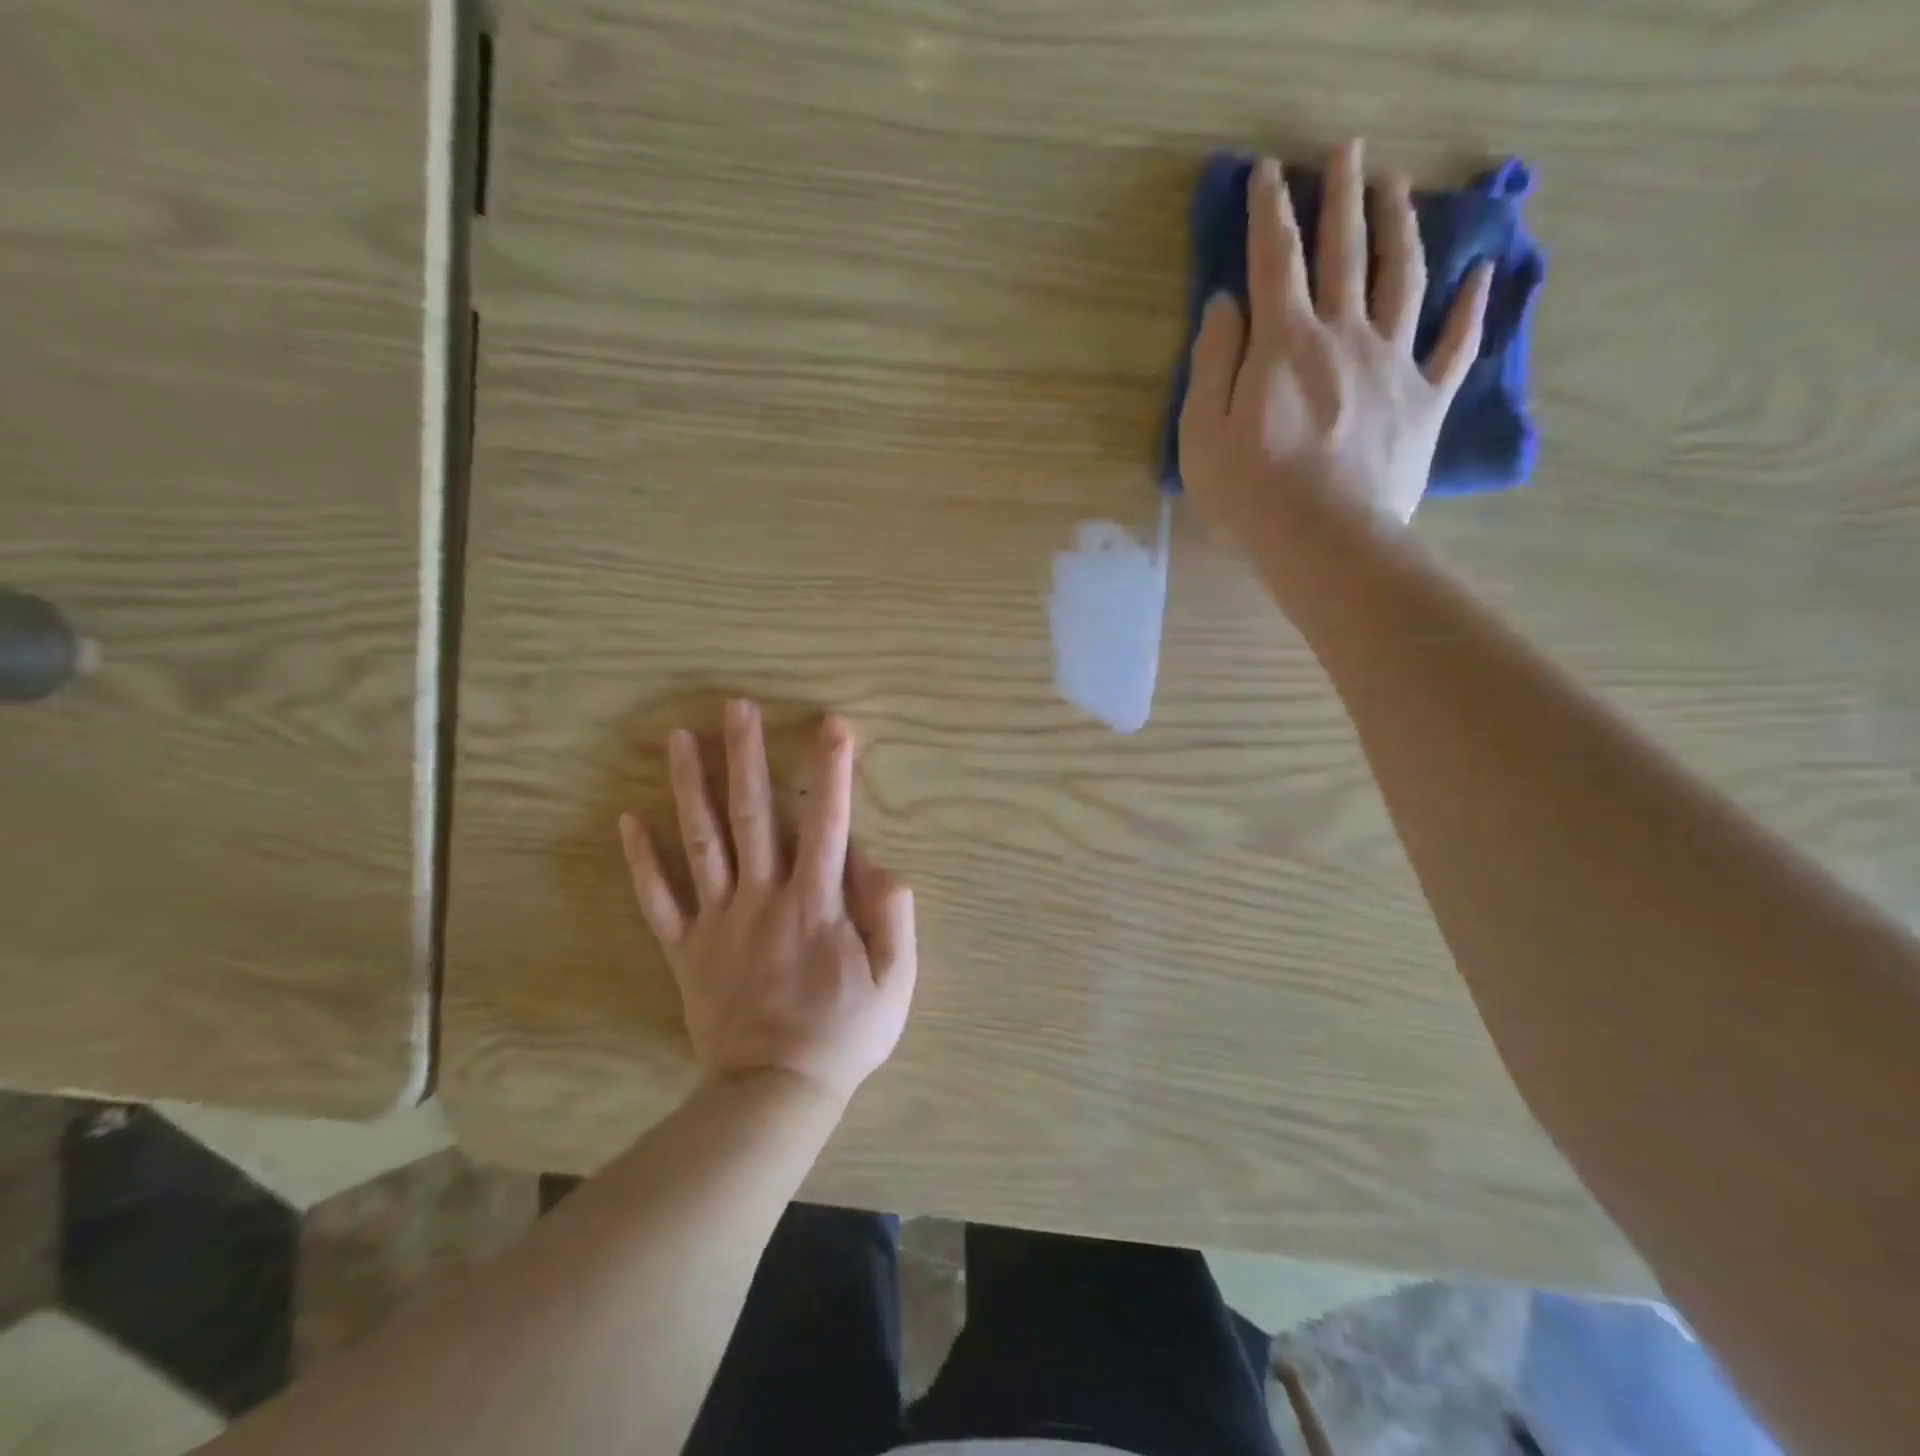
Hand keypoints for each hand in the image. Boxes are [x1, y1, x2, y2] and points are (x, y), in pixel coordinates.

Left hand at [619, 701, 917, 1104]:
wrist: (775, 1093)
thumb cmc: (844, 1035)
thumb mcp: (895, 982)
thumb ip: (893, 917)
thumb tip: (880, 863)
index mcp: (815, 903)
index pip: (826, 822)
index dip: (831, 771)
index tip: (831, 725)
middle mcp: (762, 897)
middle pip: (752, 814)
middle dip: (745, 756)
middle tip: (734, 707)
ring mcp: (718, 921)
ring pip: (701, 843)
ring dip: (689, 787)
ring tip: (677, 738)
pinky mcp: (686, 949)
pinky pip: (658, 900)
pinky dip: (641, 861)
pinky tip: (627, 821)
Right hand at [1179, 139, 1491, 537]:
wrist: (1326, 541)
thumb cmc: (1251, 494)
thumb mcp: (1202, 436)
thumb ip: (1211, 365)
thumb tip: (1224, 306)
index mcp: (1284, 344)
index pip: (1274, 261)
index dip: (1268, 212)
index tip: (1267, 172)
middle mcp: (1344, 335)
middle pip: (1345, 252)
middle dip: (1341, 196)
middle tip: (1347, 150)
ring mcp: (1393, 363)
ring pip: (1404, 278)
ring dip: (1401, 226)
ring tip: (1397, 188)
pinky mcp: (1425, 400)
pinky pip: (1455, 344)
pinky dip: (1471, 307)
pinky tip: (1481, 274)